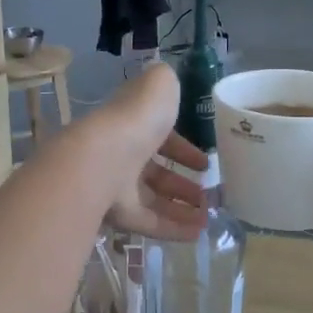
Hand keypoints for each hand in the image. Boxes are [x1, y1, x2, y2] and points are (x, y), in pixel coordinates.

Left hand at [83, 64, 209, 240]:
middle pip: (154, 172)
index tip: (204, 163)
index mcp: (131, 124)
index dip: (181, 148)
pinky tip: (197, 234)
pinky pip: (149, 223)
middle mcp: (121, 154)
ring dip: (181, 208)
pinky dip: (173, 229)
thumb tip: (168, 78)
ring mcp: (116, 186)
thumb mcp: (158, 86)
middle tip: (207, 194)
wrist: (104, 158)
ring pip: (153, 200)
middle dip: (181, 182)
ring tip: (208, 216)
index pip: (157, 137)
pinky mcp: (117, 215)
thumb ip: (165, 83)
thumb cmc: (136, 120)